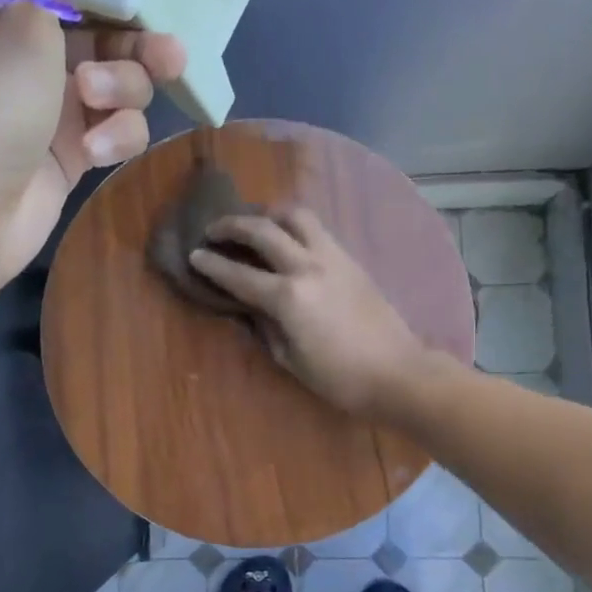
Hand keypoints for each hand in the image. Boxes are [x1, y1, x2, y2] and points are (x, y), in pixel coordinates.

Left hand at [0, 0, 185, 287]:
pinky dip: (115, 136)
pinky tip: (94, 152)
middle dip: (135, 42)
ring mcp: (48, 109)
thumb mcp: (18, 23)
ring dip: (123, 88)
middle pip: (99, 34)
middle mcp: (23, 57)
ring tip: (99, 102)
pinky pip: (114, 130)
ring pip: (116, 84)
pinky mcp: (70, 156)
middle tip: (168, 55)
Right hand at [190, 208, 430, 417]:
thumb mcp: (290, 359)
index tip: (194, 254)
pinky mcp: (350, 258)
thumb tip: (250, 306)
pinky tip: (288, 237)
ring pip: (296, 216)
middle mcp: (307, 267)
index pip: (239, 275)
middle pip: (263, 230)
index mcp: (288, 297)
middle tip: (214, 229)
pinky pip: (317, 229)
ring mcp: (332, 257)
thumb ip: (265, 326)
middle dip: (232, 225)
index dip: (212, 264)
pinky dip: (295, 226)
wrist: (398, 372)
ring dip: (269, 214)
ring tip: (256, 223)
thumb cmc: (339, 377)